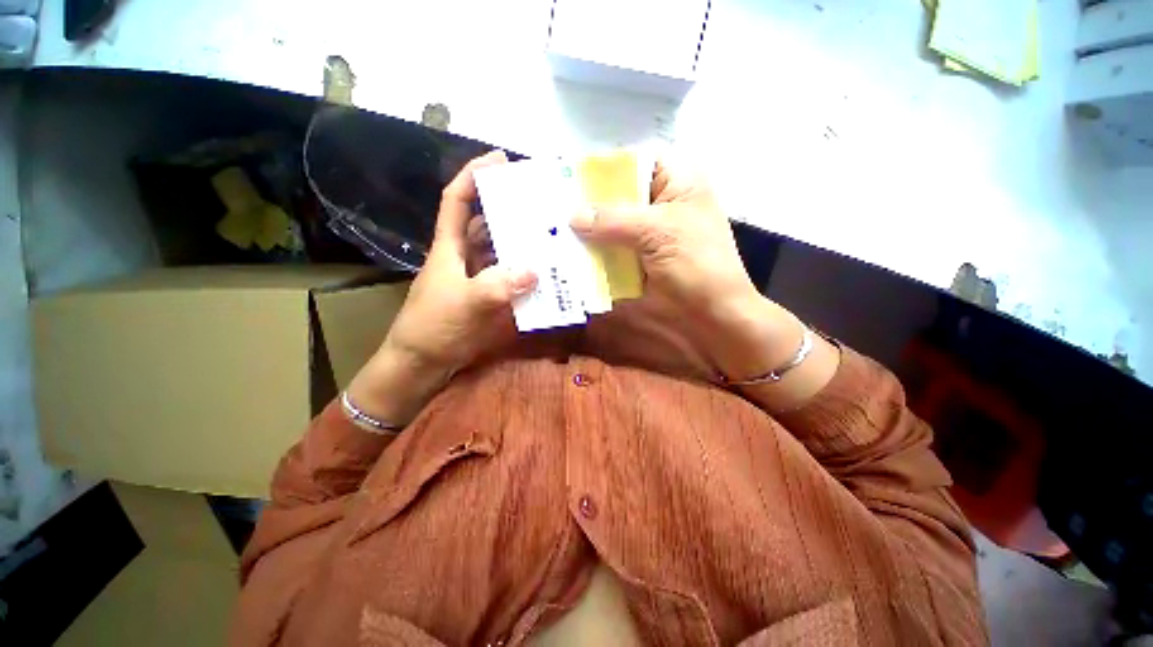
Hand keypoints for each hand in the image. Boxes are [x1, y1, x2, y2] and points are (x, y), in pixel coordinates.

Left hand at [347, 151, 535, 422]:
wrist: (423, 363)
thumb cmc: (433, 328)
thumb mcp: (464, 303)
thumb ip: (497, 286)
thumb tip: (534, 270)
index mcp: (449, 247)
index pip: (457, 200)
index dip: (474, 176)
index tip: (499, 160)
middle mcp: (464, 257)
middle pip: (485, 223)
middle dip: (508, 208)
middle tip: (540, 201)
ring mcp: (478, 277)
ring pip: (500, 251)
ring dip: (521, 243)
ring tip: (550, 234)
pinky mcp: (488, 296)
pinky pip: (510, 277)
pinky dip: (526, 273)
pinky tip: (546, 273)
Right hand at [569, 159, 803, 382]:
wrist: (714, 314)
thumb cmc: (697, 265)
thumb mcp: (657, 233)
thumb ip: (613, 220)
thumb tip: (572, 215)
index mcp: (677, 180)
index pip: (634, 161)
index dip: (603, 168)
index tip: (570, 179)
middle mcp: (662, 201)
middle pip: (619, 193)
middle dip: (590, 202)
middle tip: (554, 207)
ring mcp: (650, 231)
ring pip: (614, 222)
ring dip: (591, 229)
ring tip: (556, 229)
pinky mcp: (642, 255)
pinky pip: (615, 246)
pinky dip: (597, 250)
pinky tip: (574, 252)